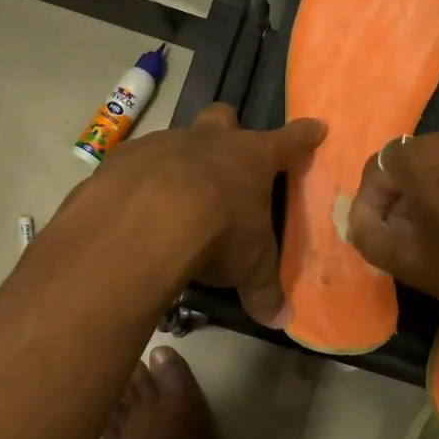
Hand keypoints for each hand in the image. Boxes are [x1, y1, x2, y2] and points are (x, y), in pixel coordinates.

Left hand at [70, 103, 325, 327]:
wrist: (145, 221)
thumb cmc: (218, 234)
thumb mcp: (250, 267)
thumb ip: (264, 290)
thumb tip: (281, 320)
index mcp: (251, 158)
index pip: (288, 141)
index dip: (302, 136)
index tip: (315, 126)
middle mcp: (209, 141)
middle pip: (223, 118)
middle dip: (227, 129)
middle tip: (226, 154)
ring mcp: (163, 144)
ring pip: (176, 139)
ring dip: (178, 161)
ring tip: (172, 196)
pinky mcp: (123, 158)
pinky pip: (135, 164)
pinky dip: (138, 181)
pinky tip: (134, 208)